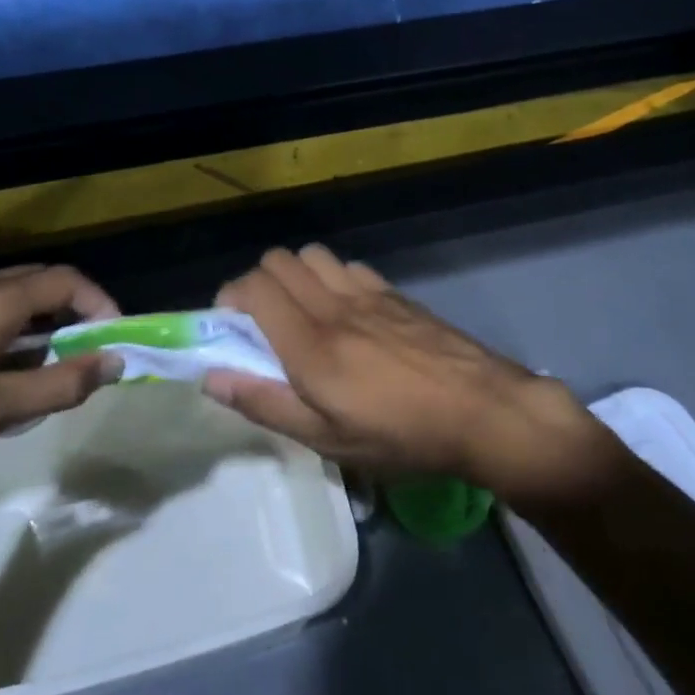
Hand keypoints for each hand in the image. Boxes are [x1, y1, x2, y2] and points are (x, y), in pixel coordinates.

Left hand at [0, 265, 122, 521]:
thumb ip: (58, 385)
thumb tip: (113, 363)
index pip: (65, 280)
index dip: (99, 304)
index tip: (115, 340)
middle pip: (35, 283)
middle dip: (70, 314)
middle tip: (85, 356)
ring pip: (3, 302)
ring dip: (35, 329)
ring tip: (41, 378)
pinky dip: (2, 337)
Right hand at [202, 246, 620, 504]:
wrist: (482, 410)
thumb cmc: (401, 435)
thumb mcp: (328, 439)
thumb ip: (266, 404)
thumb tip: (212, 377)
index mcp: (310, 344)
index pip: (252, 288)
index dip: (230, 299)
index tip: (232, 330)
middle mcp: (333, 306)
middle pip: (278, 261)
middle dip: (258, 283)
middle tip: (264, 323)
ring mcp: (368, 294)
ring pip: (313, 255)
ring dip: (297, 275)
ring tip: (304, 314)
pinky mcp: (395, 294)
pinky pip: (349, 266)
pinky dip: (333, 277)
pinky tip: (348, 312)